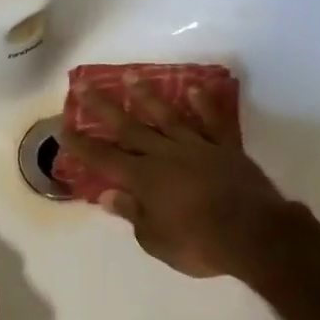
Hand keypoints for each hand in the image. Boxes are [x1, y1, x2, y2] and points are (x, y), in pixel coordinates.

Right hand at [58, 77, 297, 278]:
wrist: (255, 235)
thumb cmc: (200, 244)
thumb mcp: (156, 240)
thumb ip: (132, 213)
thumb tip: (107, 195)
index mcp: (144, 179)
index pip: (104, 159)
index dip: (82, 145)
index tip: (63, 127)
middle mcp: (165, 155)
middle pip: (129, 128)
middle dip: (103, 107)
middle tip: (83, 85)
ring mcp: (197, 147)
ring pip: (167, 116)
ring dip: (148, 96)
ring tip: (132, 75)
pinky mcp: (226, 149)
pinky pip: (213, 122)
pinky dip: (204, 104)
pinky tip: (194, 89)